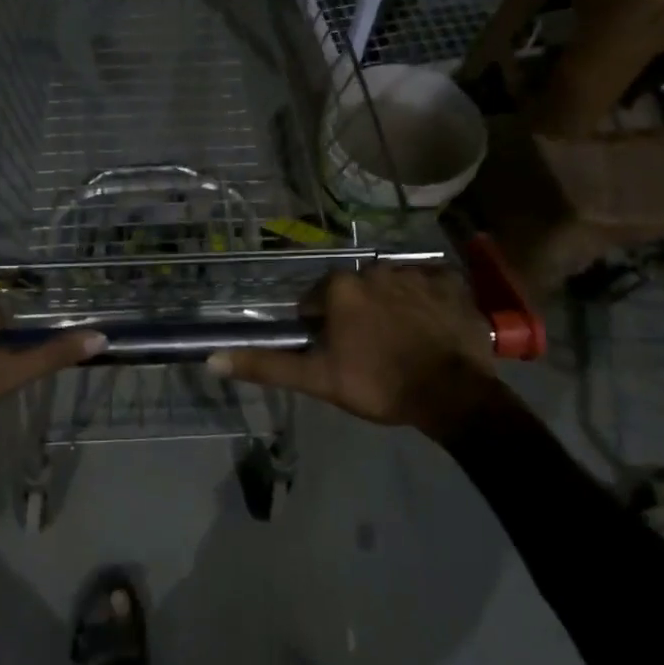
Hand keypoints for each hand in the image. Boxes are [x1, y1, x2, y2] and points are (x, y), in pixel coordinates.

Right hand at [207, 265, 497, 436]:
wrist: (451, 394)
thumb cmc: (377, 384)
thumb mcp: (316, 379)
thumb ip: (266, 365)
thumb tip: (212, 360)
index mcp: (341, 287)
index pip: (317, 300)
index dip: (321, 327)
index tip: (335, 352)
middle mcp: (375, 269)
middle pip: (355, 290)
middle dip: (356, 314)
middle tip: (368, 350)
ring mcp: (417, 273)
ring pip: (391, 286)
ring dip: (390, 305)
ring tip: (401, 341)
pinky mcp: (452, 283)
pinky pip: (432, 284)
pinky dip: (428, 299)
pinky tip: (430, 324)